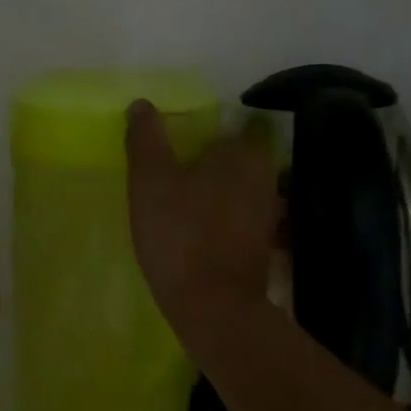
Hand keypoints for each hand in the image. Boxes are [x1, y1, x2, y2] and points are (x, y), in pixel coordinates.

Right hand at [125, 100, 279, 343]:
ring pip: (239, 190)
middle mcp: (266, 177)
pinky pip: (239, 219)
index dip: (209, 131)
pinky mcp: (262, 246)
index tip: (182, 144)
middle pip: (237, 158)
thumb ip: (147, 138)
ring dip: (216, 193)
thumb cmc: (181, 233)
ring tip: (181, 203)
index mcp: (244, 153)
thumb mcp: (151, 180)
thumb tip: (142, 104)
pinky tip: (196, 232)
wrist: (213, 306)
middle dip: (211, 163)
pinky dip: (221, 220)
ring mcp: (269, 215)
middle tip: (174, 172)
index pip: (235, 125)